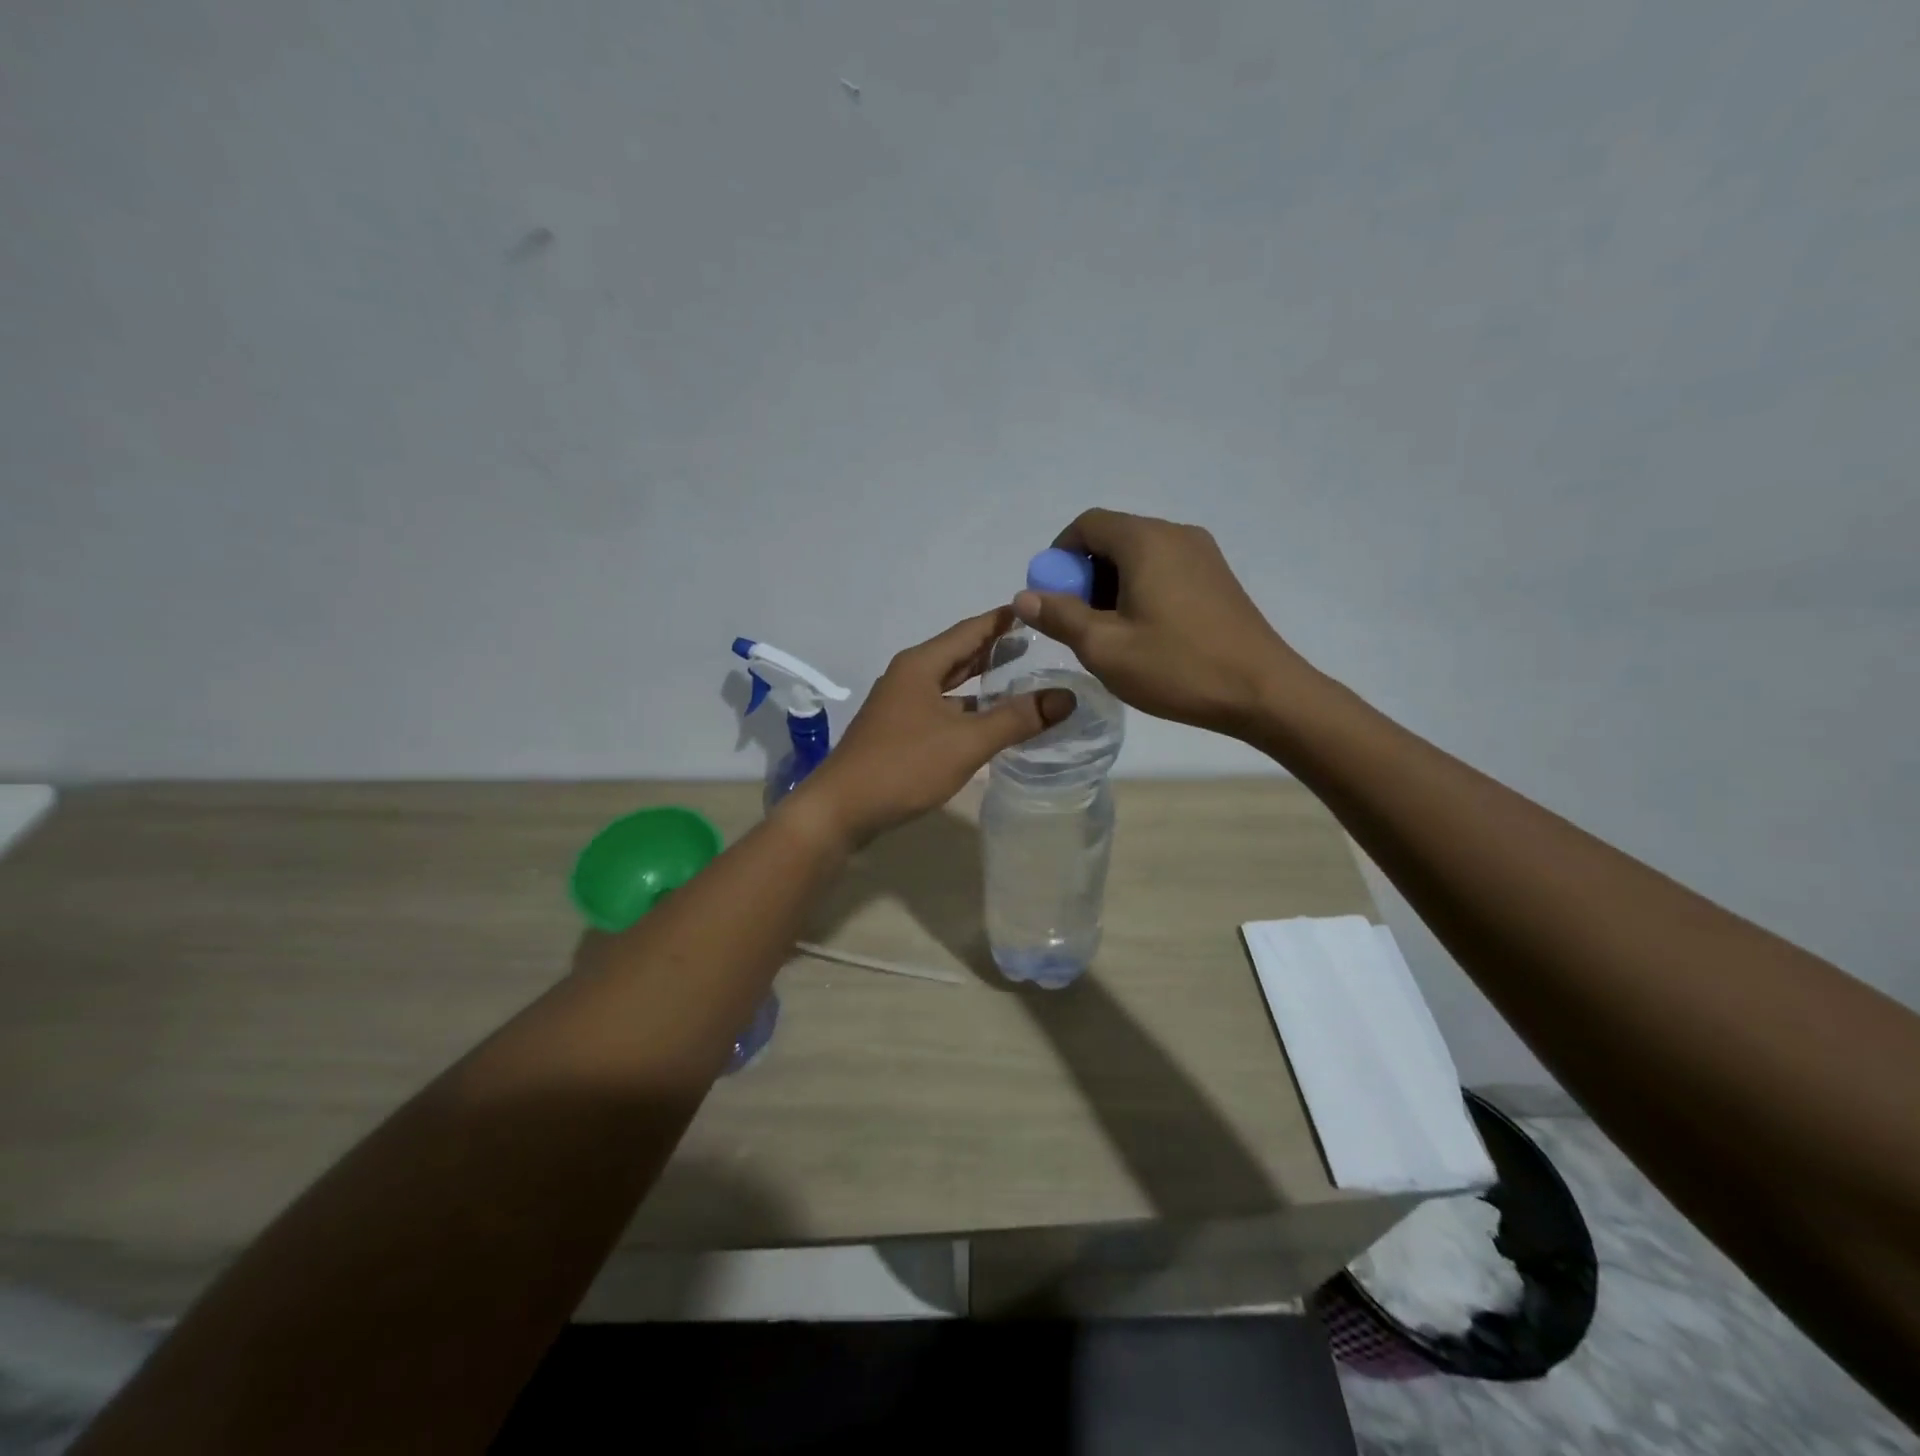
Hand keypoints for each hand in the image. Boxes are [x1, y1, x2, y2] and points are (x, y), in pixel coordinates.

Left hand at [791, 608, 1076, 847]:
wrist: (841, 809)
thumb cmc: (904, 766)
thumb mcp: (967, 741)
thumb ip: (1017, 718)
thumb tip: (1066, 697)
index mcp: (921, 665)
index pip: (970, 630)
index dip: (1003, 620)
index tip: (1036, 610)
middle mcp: (908, 677)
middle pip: (958, 654)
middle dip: (994, 649)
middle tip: (1036, 644)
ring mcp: (900, 705)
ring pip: (949, 684)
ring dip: (981, 682)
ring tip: (1019, 679)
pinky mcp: (897, 732)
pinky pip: (941, 708)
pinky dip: (966, 708)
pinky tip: (988, 721)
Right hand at [1013, 509, 1315, 737]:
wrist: (1263, 692)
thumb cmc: (1177, 667)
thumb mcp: (1104, 647)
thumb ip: (1059, 616)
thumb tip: (1024, 596)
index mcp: (1146, 540)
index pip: (1087, 524)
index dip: (1059, 556)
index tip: (1052, 597)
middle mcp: (1176, 535)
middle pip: (1114, 538)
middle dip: (1084, 576)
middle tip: (1078, 624)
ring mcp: (1203, 555)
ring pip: (1139, 557)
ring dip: (1112, 587)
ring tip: (1110, 635)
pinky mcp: (1218, 579)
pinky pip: (1165, 570)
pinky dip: (1141, 591)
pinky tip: (1144, 634)